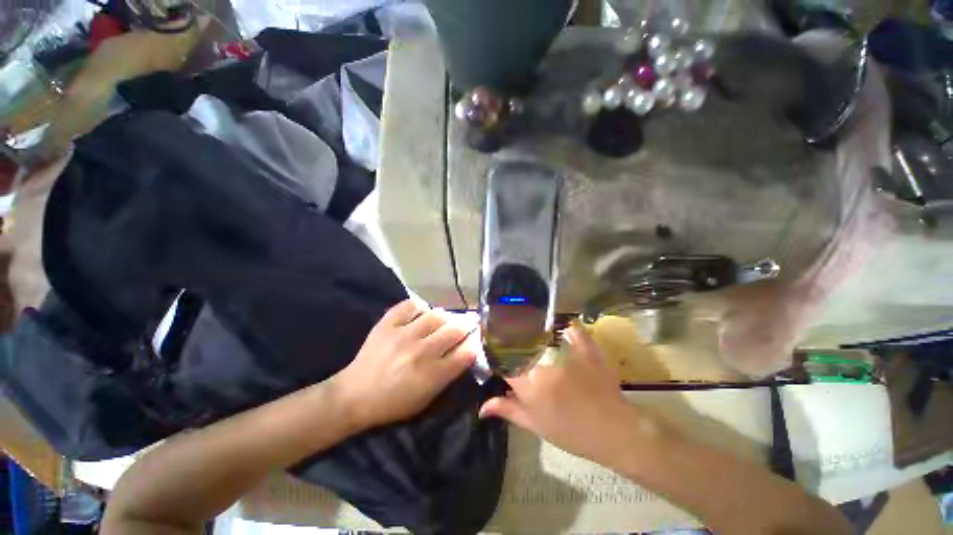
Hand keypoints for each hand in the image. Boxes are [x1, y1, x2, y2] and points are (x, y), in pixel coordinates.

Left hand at [331, 299, 480, 430]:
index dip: (476, 342)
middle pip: (456, 329)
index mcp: (432, 375)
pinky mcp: (387, 323)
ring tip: (445, 321)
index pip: (467, 352)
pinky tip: (421, 314)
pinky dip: (420, 307)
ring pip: (437, 314)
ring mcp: (403, 334)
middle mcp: (421, 351)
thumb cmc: (395, 402)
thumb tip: (467, 350)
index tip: (479, 337)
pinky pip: (411, 305)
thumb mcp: (428, 397)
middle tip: (470, 322)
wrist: (355, 395)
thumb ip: (450, 373)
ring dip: (446, 317)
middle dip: (468, 325)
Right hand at [479, 323, 654, 467]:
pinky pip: (573, 328)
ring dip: (531, 328)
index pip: (503, 362)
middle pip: (519, 343)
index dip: (495, 354)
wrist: (613, 432)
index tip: (492, 347)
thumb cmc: (571, 432)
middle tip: (507, 334)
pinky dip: (565, 324)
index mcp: (529, 385)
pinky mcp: (586, 348)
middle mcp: (544, 365)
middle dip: (510, 338)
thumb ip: (508, 410)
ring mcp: (566, 354)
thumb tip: (482, 407)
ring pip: (542, 332)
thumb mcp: (535, 424)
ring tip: (526, 324)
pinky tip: (559, 323)